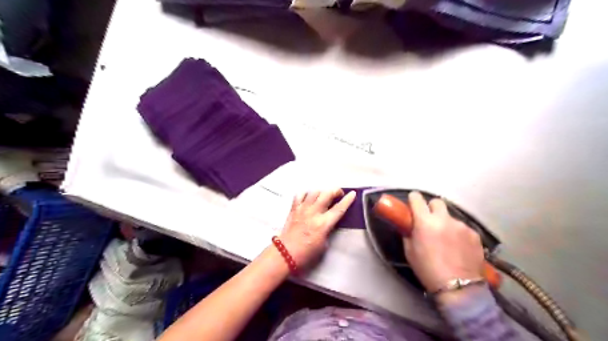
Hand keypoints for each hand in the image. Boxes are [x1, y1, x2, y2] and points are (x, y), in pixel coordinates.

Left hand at [280, 189, 356, 265]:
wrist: (285, 253)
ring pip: (314, 192)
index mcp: (323, 224)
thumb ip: (328, 230)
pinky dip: (306, 194)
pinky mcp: (293, 209)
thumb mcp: (324, 244)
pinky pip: (300, 194)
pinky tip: (308, 198)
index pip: (339, 209)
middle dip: (335, 191)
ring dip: (321, 192)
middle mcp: (313, 213)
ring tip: (324, 196)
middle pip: (327, 194)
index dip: (347, 200)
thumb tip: (329, 222)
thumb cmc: (307, 253)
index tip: (353, 193)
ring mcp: (302, 209)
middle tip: (338, 194)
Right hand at [402, 191, 485, 292]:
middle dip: (431, 208)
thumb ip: (409, 233)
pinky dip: (459, 234)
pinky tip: (459, 248)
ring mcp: (461, 225)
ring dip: (446, 223)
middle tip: (430, 221)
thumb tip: (410, 225)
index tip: (413, 203)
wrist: (458, 288)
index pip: (417, 198)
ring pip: (451, 217)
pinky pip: (463, 228)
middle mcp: (444, 219)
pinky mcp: (474, 234)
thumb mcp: (409, 251)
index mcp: (425, 221)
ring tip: (447, 240)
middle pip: (437, 202)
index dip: (414, 199)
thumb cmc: (427, 269)